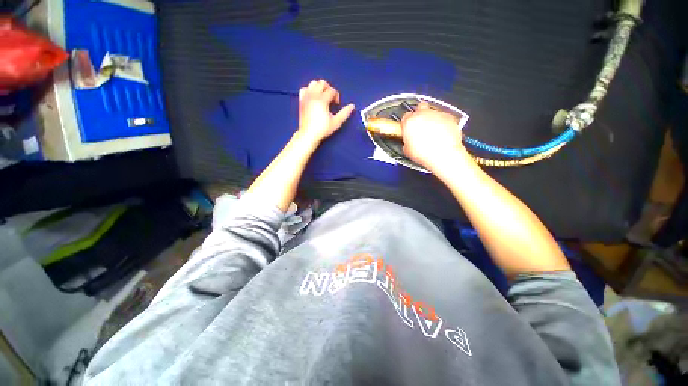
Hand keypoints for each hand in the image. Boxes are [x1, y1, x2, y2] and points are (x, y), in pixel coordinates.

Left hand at [297, 80, 354, 143]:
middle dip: (329, 89)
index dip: (336, 96)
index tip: (337, 104)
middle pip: (322, 83)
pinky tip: (313, 97)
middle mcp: (313, 95)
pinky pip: (304, 89)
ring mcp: (306, 97)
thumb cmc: (323, 129)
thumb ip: (344, 113)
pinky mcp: (301, 100)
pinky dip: (309, 90)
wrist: (308, 134)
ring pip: (313, 83)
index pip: (332, 91)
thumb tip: (352, 106)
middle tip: (331, 99)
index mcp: (322, 100)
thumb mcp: (336, 122)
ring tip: (323, 97)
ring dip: (319, 88)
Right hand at [401, 102, 471, 172]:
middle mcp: (422, 114)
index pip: (406, 116)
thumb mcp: (408, 150)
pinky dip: (443, 123)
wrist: (443, 154)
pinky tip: (442, 133)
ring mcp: (436, 114)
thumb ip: (407, 141)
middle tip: (421, 124)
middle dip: (420, 113)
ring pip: (433, 111)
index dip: (407, 122)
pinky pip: (444, 117)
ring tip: (433, 131)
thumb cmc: (425, 153)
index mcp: (409, 121)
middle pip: (420, 106)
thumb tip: (408, 142)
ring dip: (432, 119)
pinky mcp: (448, 116)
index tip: (409, 127)